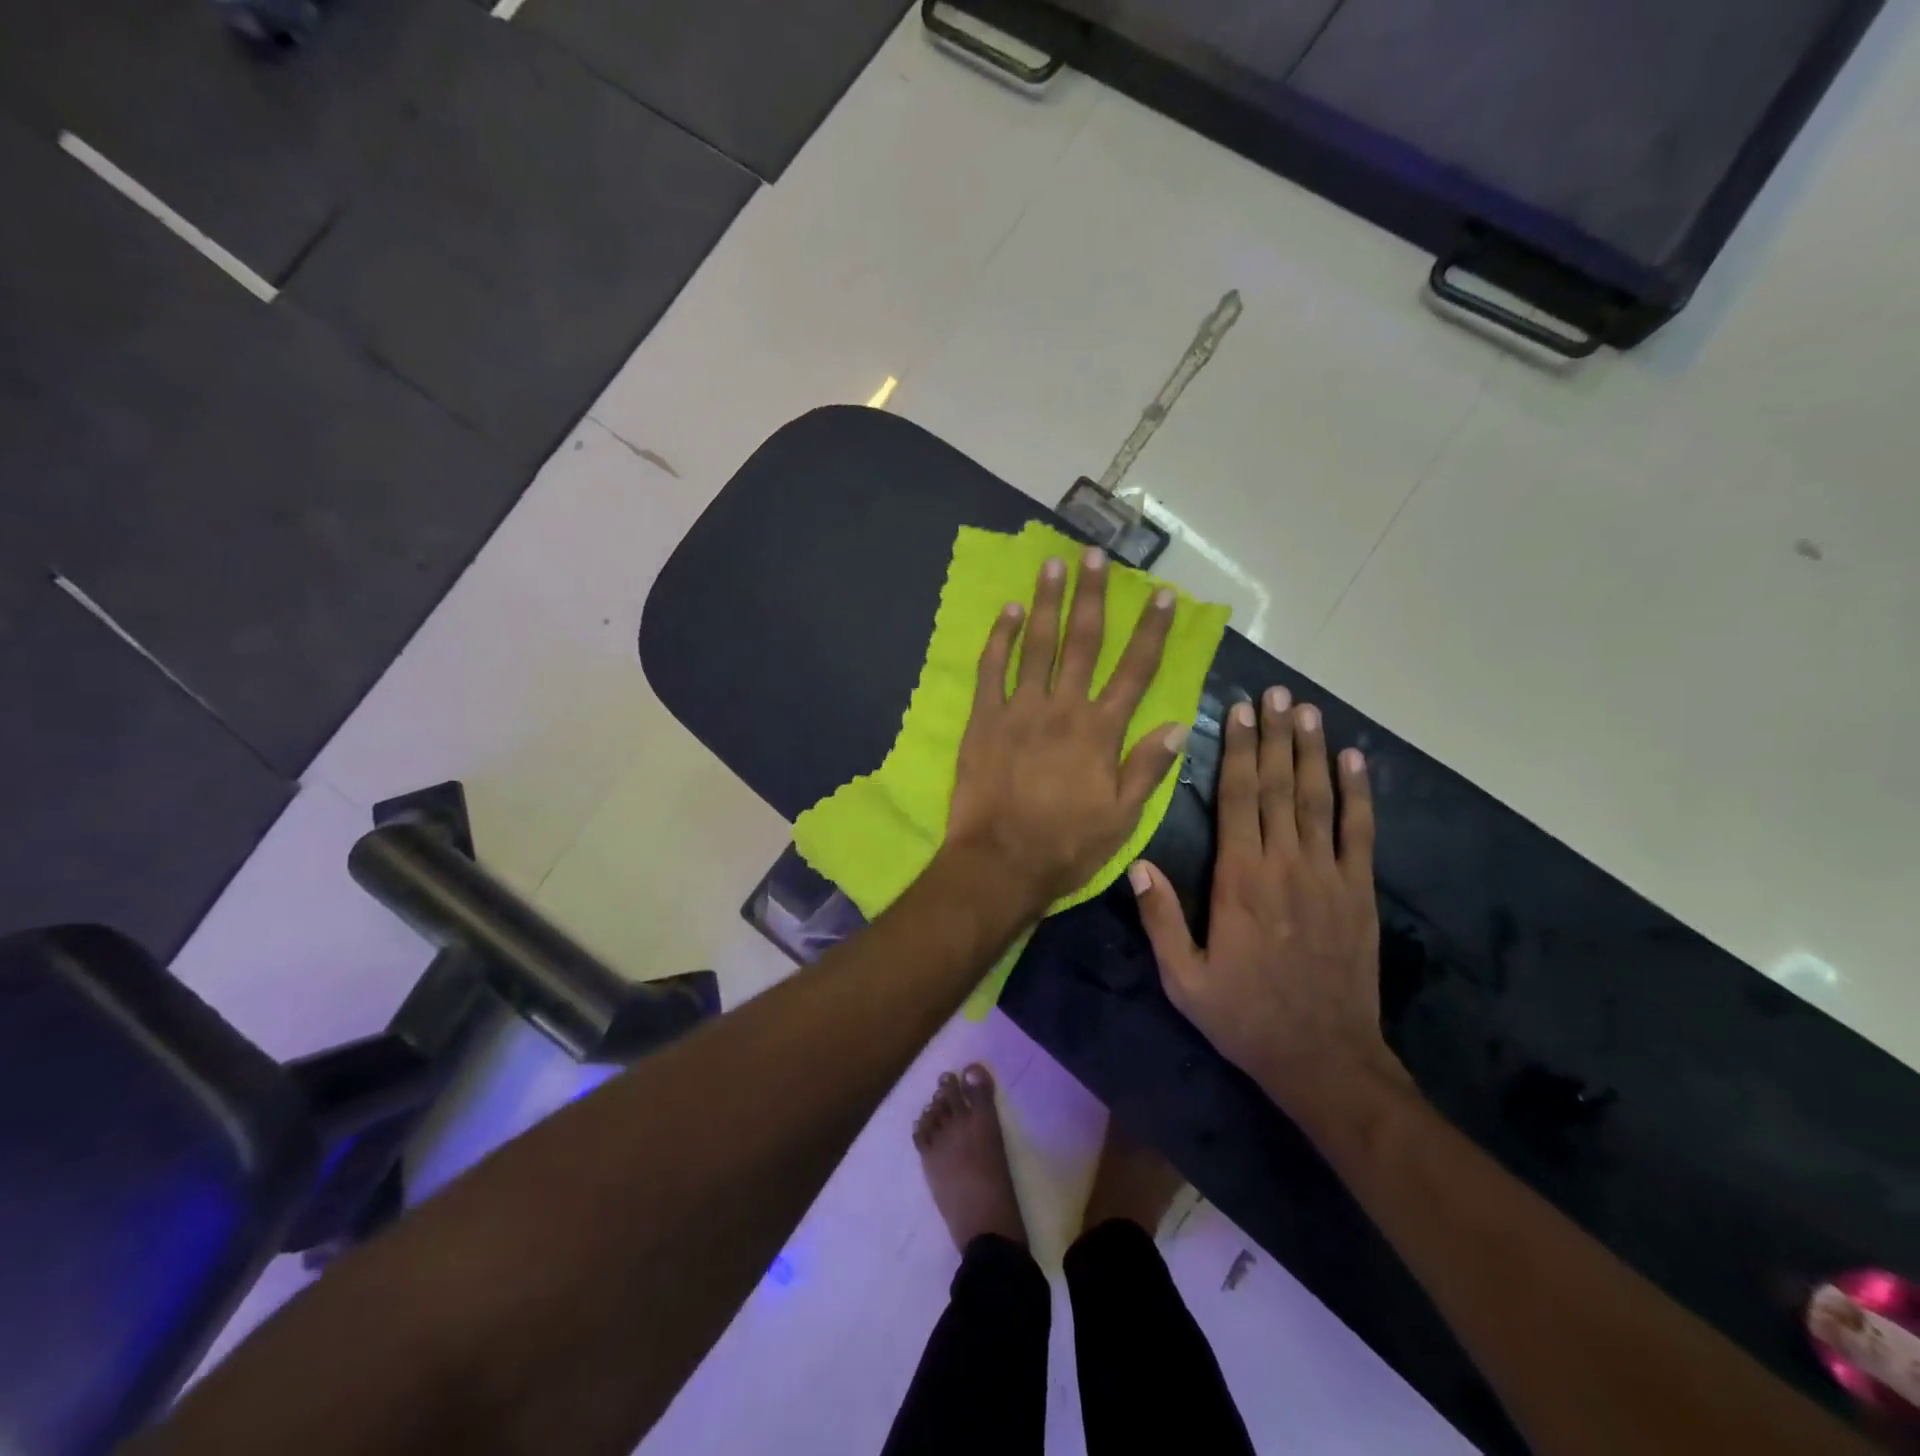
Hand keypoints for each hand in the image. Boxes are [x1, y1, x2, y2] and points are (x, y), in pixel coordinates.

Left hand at [945, 548, 1189, 913]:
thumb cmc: (1066, 845)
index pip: (1135, 671)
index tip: (1163, 597)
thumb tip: (1179, 724)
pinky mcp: (984, 720)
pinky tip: (1006, 611)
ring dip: (1046, 603)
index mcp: (1101, 731)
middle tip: (1094, 555)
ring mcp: (1019, 710)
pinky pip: (992, 670)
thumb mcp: (1123, 818)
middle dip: (1092, 596)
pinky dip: (999, 639)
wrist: (1000, 863)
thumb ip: (1148, 768)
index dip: (1152, 631)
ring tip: (1052, 565)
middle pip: (1083, 642)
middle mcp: (1063, 708)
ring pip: (1037, 645)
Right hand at [1129, 687, 1404, 1123]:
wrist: (1324, 1058)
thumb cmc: (1244, 1016)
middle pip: (1277, 787)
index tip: (1238, 712)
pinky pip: (1360, 832)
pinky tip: (1355, 760)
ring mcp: (1328, 875)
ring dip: (1312, 751)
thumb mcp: (1183, 978)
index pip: (1237, 801)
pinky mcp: (1359, 892)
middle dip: (1273, 736)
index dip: (1237, 752)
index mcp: (1239, 881)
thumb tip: (1136, 863)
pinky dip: (1359, 793)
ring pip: (1318, 799)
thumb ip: (1160, 918)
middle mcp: (1285, 865)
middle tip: (1274, 693)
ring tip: (1306, 710)